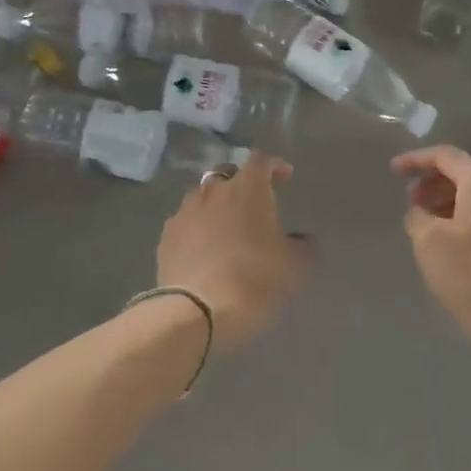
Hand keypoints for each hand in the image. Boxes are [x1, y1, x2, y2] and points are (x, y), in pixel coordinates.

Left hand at [156, 153, 309, 348]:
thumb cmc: (254, 279)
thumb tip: (303, 239)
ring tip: (225, 226)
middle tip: (253, 202)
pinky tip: (203, 247)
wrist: (197, 310)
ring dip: (215, 204)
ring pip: (202, 196)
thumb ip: (303, 246)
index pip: (261, 159)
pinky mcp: (167, 235)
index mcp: (247, 188)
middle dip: (241, 182)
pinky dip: (196, 227)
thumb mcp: (295, 266)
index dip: (274, 165)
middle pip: (227, 172)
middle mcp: (214, 190)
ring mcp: (186, 211)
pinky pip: (185, 221)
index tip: (285, 176)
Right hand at [392, 146, 470, 365]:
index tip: (394, 172)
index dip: (416, 160)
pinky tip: (462, 246)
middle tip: (413, 203)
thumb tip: (423, 211)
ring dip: (454, 203)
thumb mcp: (429, 245)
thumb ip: (418, 217)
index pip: (446, 156)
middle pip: (467, 174)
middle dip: (436, 184)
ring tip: (433, 227)